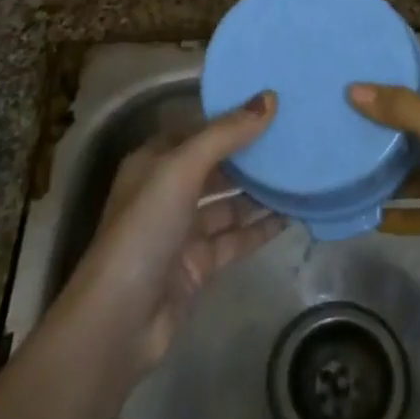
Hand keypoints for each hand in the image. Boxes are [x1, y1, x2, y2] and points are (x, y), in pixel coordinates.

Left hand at [62, 92, 283, 372]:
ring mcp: (183, 231)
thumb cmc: (144, 229)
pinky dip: (261, 227)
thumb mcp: (182, 169)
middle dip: (250, 155)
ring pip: (229, 204)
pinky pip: (236, 238)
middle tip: (295, 138)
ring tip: (301, 173)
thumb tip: (270, 98)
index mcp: (154, 162)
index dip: (231, 118)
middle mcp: (167, 192)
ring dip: (260, 192)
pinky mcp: (198, 265)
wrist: (118, 320)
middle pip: (216, 166)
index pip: (198, 130)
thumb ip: (226, 134)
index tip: (271, 105)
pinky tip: (292, 214)